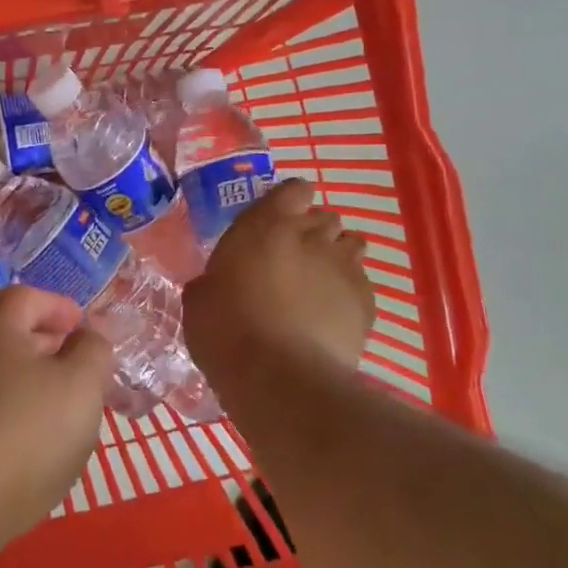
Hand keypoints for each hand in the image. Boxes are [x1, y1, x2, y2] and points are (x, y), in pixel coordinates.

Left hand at [0, 286, 110, 547]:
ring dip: (36, 387)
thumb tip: (90, 333)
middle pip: (12, 337)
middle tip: (84, 374)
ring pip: (1, 378)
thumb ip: (93, 350)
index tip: (85, 329)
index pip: (26, 297)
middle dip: (52, 349)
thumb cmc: (26, 433)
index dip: (59, 306)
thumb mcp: (80, 385)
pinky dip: (16, 418)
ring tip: (67, 416)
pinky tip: (35, 451)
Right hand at [183, 178, 372, 380]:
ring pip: (351, 246)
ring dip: (337, 258)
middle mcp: (311, 235)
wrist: (279, 378)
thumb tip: (216, 284)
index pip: (294, 189)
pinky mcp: (367, 302)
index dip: (290, 202)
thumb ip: (214, 279)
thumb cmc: (226, 331)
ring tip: (319, 286)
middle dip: (314, 233)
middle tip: (294, 260)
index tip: (278, 220)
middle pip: (326, 218)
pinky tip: (332, 317)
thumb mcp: (200, 299)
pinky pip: (362, 284)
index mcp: (266, 224)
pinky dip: (349, 294)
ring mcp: (344, 267)